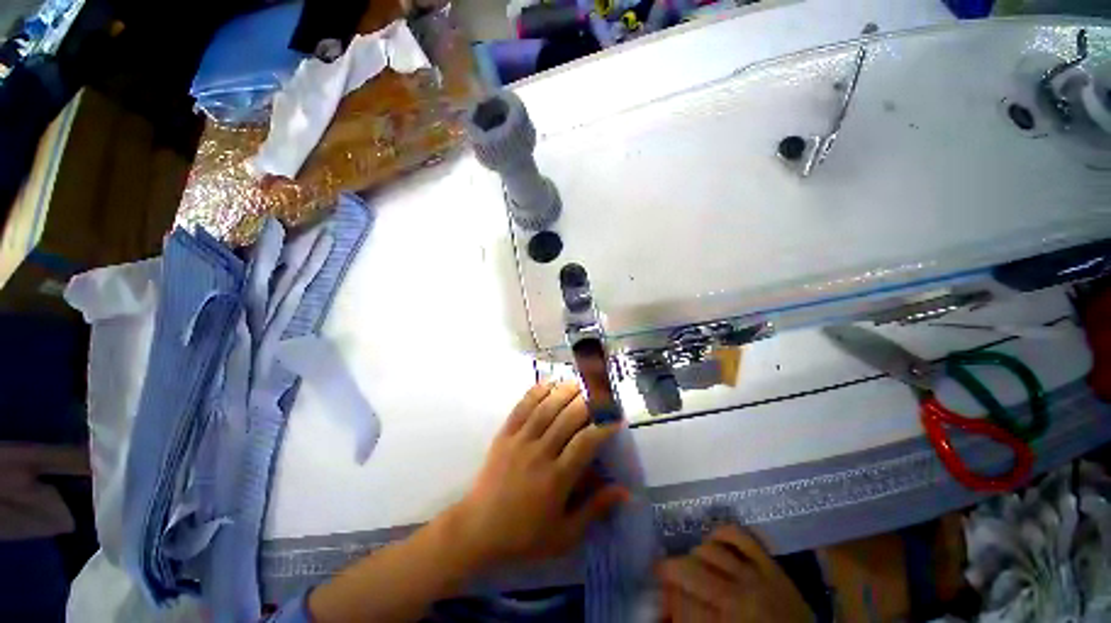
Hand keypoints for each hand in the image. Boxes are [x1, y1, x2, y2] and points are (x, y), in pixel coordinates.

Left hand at [448, 382, 626, 568]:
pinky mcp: (504, 434)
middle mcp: (539, 453)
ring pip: (546, 408)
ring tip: (579, 383)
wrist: (478, 529)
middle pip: (567, 418)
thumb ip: (595, 510)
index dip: (603, 426)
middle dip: (588, 402)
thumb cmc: (525, 535)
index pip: (586, 443)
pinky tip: (549, 383)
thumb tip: (625, 491)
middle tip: (601, 394)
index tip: (615, 418)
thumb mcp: (565, 535)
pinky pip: (522, 407)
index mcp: (556, 479)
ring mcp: (520, 441)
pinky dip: (536, 392)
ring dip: (565, 392)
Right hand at [657, 525, 812, 622]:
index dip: (666, 595)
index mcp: (727, 619)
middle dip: (672, 570)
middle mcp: (739, 595)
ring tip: (693, 563)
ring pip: (711, 550)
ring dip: (695, 554)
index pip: (682, 600)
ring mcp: (757, 575)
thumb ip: (694, 619)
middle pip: (691, 569)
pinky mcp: (771, 565)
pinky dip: (722, 533)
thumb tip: (666, 604)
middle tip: (664, 574)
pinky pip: (741, 536)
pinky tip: (714, 541)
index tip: (658, 594)